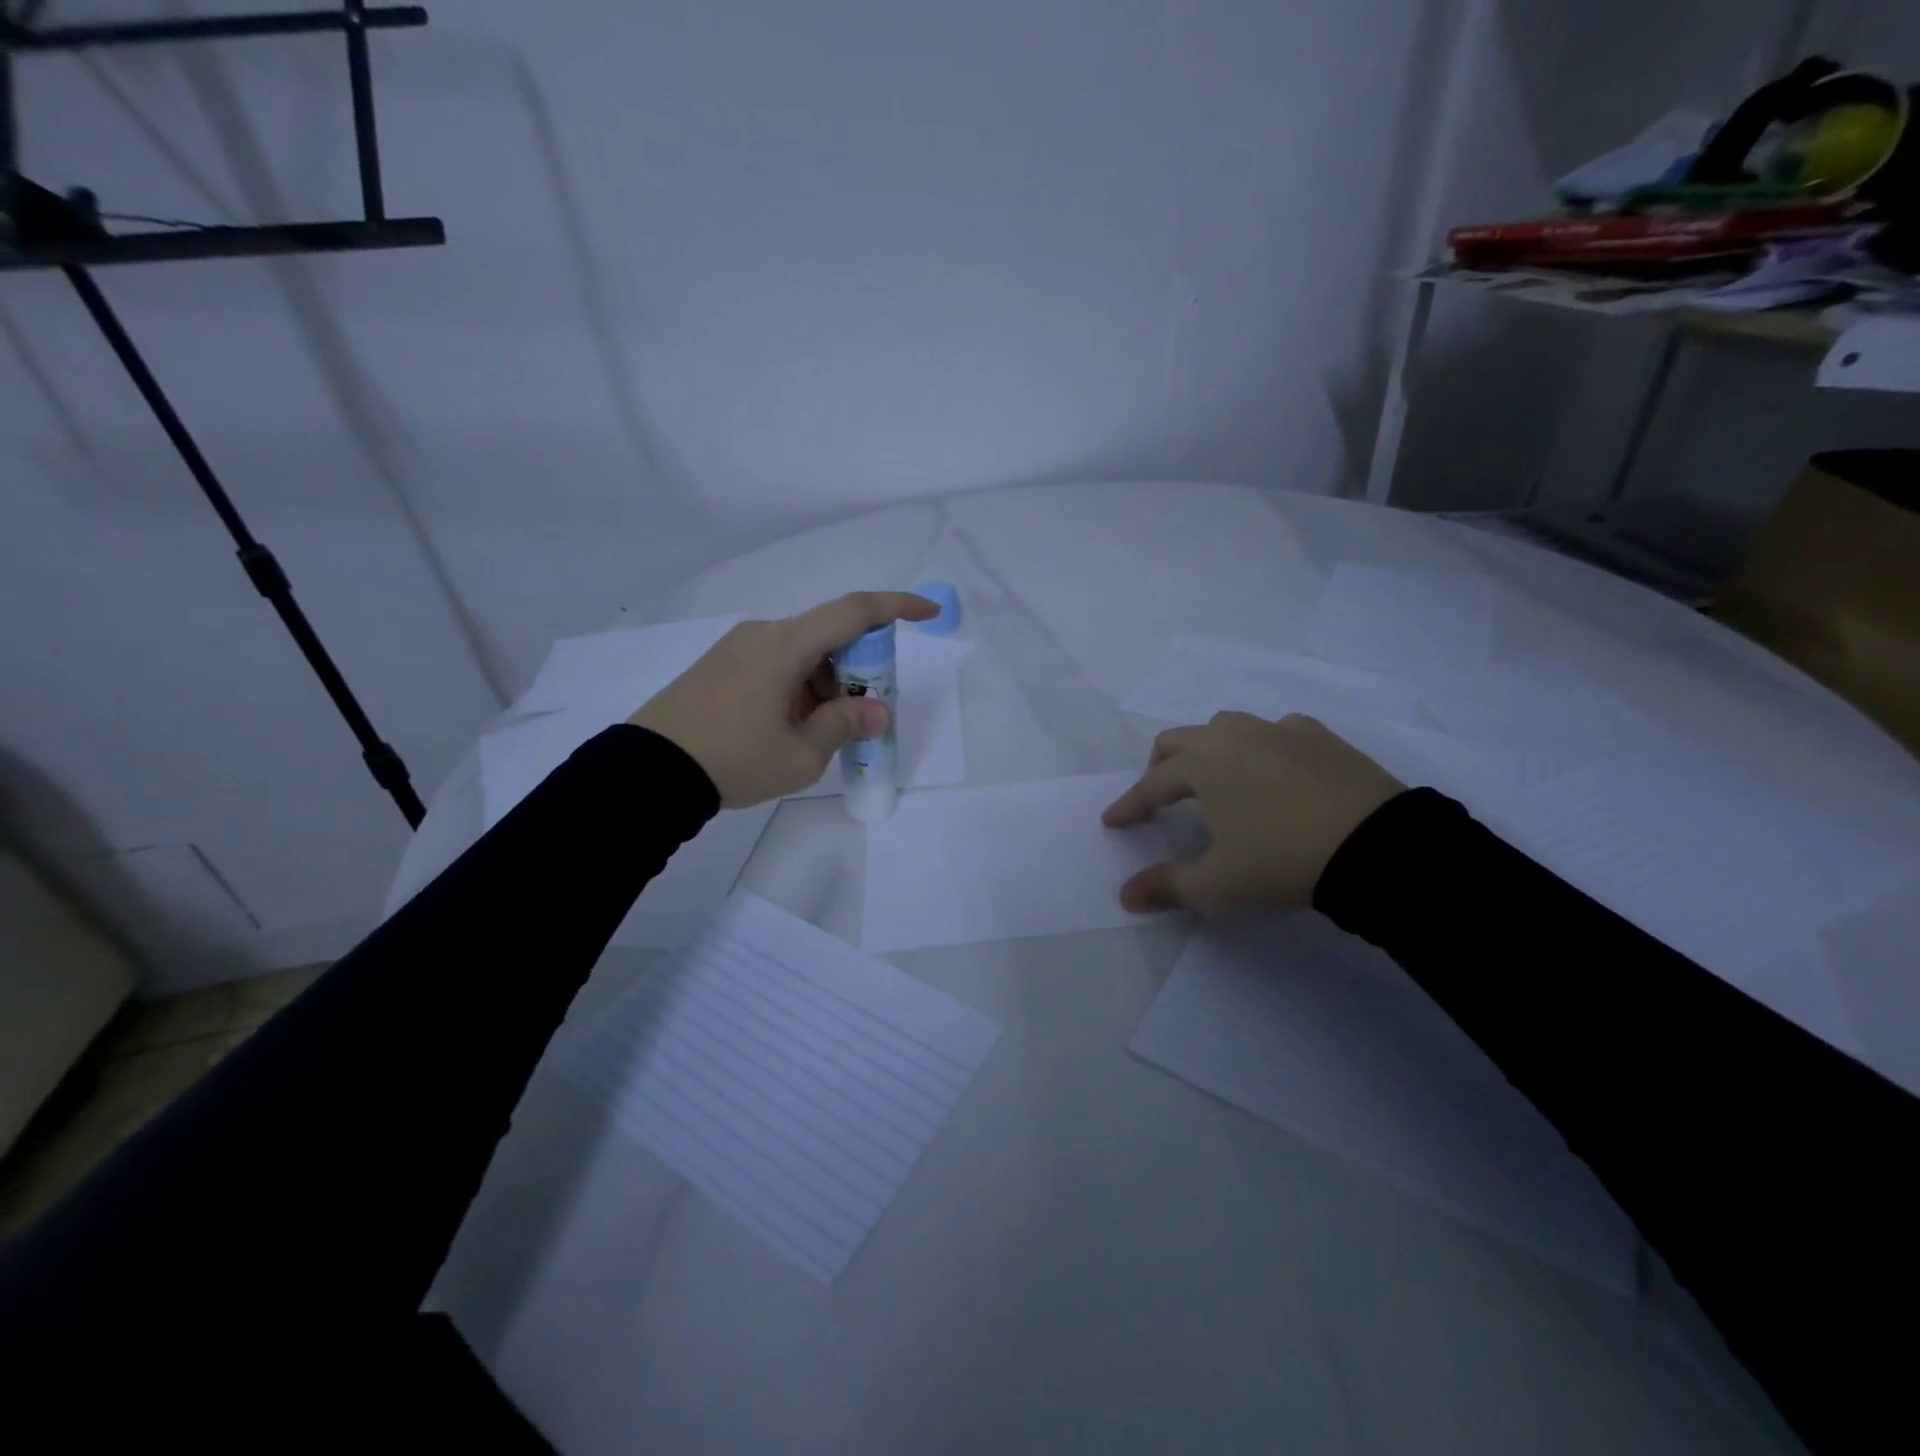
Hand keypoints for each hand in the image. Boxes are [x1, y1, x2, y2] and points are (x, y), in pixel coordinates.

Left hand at [631, 591, 937, 807]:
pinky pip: (775, 664)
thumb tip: (877, 711)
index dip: (897, 607)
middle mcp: (763, 634)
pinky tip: (789, 727)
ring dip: (826, 684)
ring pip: (801, 653)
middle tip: (864, 716)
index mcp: (786, 645)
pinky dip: (799, 686)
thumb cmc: (734, 760)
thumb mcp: (802, 754)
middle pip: (829, 637)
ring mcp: (736, 648)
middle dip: (858, 670)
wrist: (647, 772)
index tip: (929, 612)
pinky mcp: (719, 666)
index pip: (854, 611)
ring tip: (820, 735)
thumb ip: (846, 725)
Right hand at [1102, 713, 1405, 914]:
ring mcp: (1278, 730)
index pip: (1151, 784)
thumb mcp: (1218, 884)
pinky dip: (1260, 747)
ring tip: (1215, 782)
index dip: (1129, 805)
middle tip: (1159, 799)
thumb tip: (1125, 896)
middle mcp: (1233, 736)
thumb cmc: (1282, 861)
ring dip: (1207, 751)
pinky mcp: (1320, 736)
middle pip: (1179, 740)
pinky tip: (1273, 770)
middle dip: (1159, 768)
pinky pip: (1275, 731)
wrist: (1377, 847)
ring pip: (1225, 727)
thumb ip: (1167, 885)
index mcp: (1201, 765)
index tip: (1113, 821)